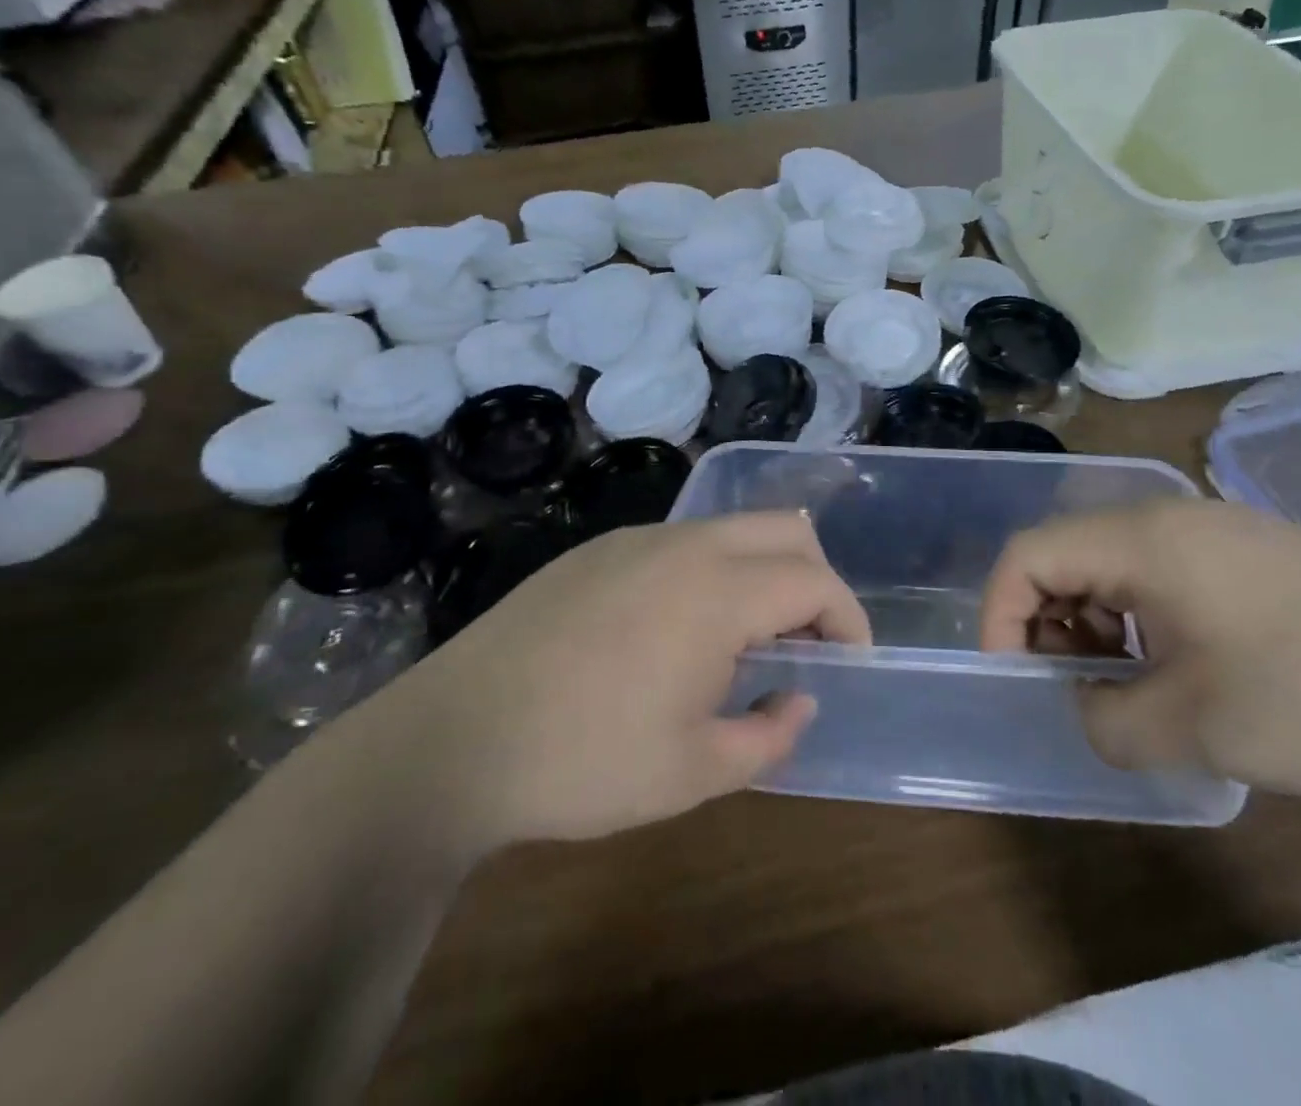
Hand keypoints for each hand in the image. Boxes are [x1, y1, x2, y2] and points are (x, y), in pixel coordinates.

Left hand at [378, 513, 868, 854]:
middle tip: (806, 642)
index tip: (849, 663)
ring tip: (744, 642)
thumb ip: (770, 734)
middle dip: (815, 578)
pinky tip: (677, 630)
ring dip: (761, 571)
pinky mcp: (598, 548)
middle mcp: (685, 545)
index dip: (848, 619)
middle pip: (786, 528)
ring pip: (732, 528)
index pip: (814, 581)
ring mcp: (636, 538)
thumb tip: (799, 698)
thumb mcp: (694, 772)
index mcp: (717, 591)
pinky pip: (682, 541)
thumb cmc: (583, 761)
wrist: (452, 738)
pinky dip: (712, 570)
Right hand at [980, 498, 1300, 797]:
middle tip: (1068, 686)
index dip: (999, 613)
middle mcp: (1166, 518)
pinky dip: (1137, 617)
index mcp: (1142, 539)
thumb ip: (1107, 721)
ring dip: (1092, 622)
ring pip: (1109, 563)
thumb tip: (1084, 706)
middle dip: (1045, 621)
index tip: (1013, 676)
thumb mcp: (1197, 728)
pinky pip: (1156, 572)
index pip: (1028, 555)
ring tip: (1122, 685)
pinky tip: (1175, 667)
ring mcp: (1210, 530)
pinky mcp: (1244, 553)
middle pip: (1064, 553)